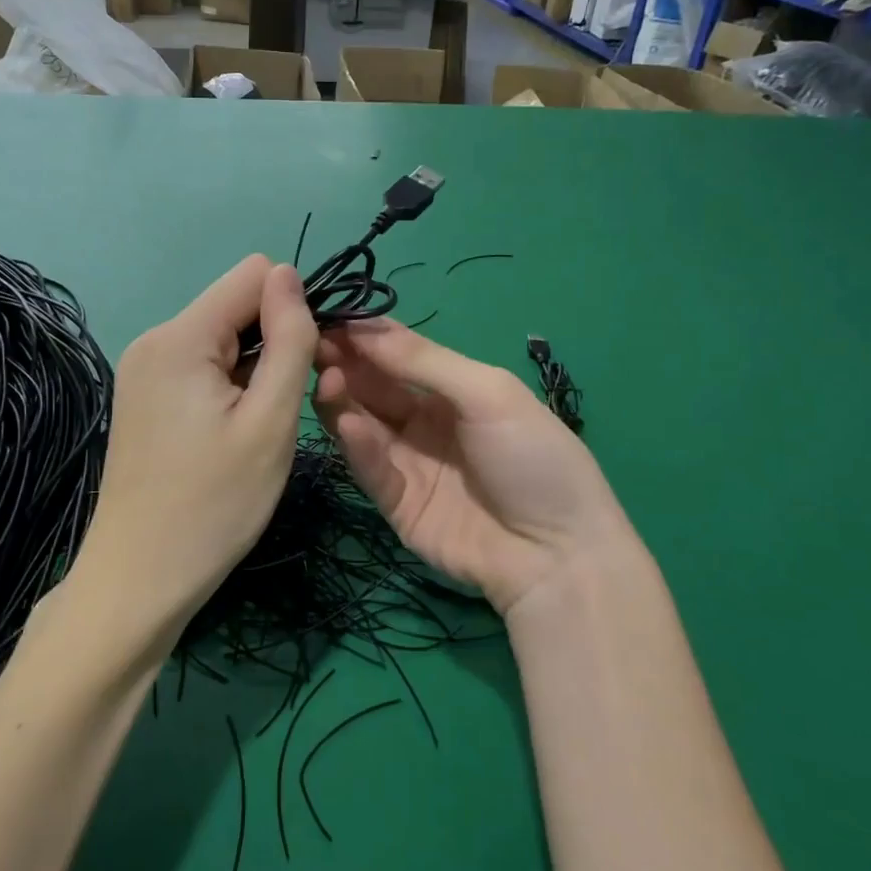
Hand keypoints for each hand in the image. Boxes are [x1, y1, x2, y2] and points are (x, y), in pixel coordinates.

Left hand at [74, 256, 317, 646]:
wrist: (139, 578)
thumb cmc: (215, 504)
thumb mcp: (270, 421)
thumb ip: (288, 339)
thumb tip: (290, 273)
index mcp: (180, 336)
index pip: (254, 274)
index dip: (293, 307)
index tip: (309, 361)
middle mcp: (155, 339)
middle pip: (235, 305)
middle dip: (274, 338)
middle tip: (286, 406)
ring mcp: (144, 368)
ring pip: (221, 337)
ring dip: (253, 367)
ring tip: (259, 426)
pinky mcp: (144, 396)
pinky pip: (200, 365)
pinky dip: (228, 385)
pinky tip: (231, 432)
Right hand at [314, 321, 634, 615]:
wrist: (557, 555)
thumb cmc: (534, 459)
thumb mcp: (489, 395)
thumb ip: (425, 362)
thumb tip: (362, 325)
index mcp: (453, 388)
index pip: (398, 352)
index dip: (364, 334)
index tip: (325, 315)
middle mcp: (424, 420)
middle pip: (373, 385)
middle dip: (344, 363)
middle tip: (313, 346)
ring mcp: (409, 462)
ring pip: (362, 423)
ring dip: (342, 399)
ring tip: (326, 380)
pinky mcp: (396, 503)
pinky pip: (371, 468)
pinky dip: (358, 445)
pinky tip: (349, 425)